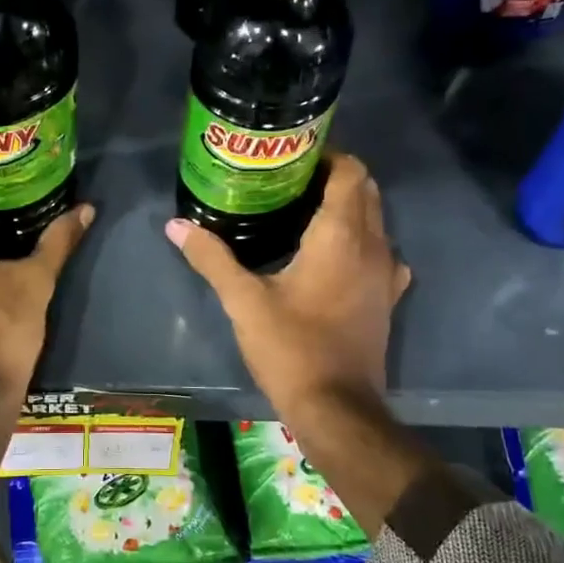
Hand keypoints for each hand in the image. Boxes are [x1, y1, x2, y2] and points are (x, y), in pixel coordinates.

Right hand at [167, 154, 407, 430]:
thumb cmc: (291, 347)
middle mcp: (373, 245)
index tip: (292, 156)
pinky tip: (330, 256)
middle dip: (333, 177)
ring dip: (347, 207)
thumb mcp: (243, 301)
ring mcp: (387, 273)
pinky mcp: (387, 298)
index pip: (349, 172)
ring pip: (375, 220)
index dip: (327, 155)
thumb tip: (176, 225)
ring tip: (303, 212)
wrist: (336, 406)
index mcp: (340, 235)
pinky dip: (359, 240)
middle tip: (289, 181)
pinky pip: (379, 251)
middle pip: (365, 190)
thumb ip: (212, 258)